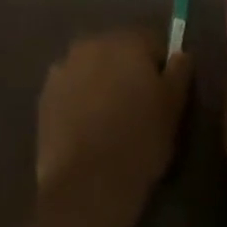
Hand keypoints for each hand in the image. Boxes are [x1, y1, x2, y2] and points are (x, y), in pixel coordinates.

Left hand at [36, 30, 192, 221]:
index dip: (162, 67)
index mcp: (126, 41)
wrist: (86, 185)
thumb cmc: (139, 142)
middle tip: (139, 108)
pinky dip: (80, 99)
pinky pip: (72, 88)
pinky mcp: (45, 94)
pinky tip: (88, 128)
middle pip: (119, 50)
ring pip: (93, 68)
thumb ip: (180, 72)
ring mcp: (64, 67)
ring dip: (103, 83)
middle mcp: (91, 43)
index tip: (166, 95)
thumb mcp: (173, 108)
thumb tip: (181, 53)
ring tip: (111, 120)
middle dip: (129, 71)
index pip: (153, 41)